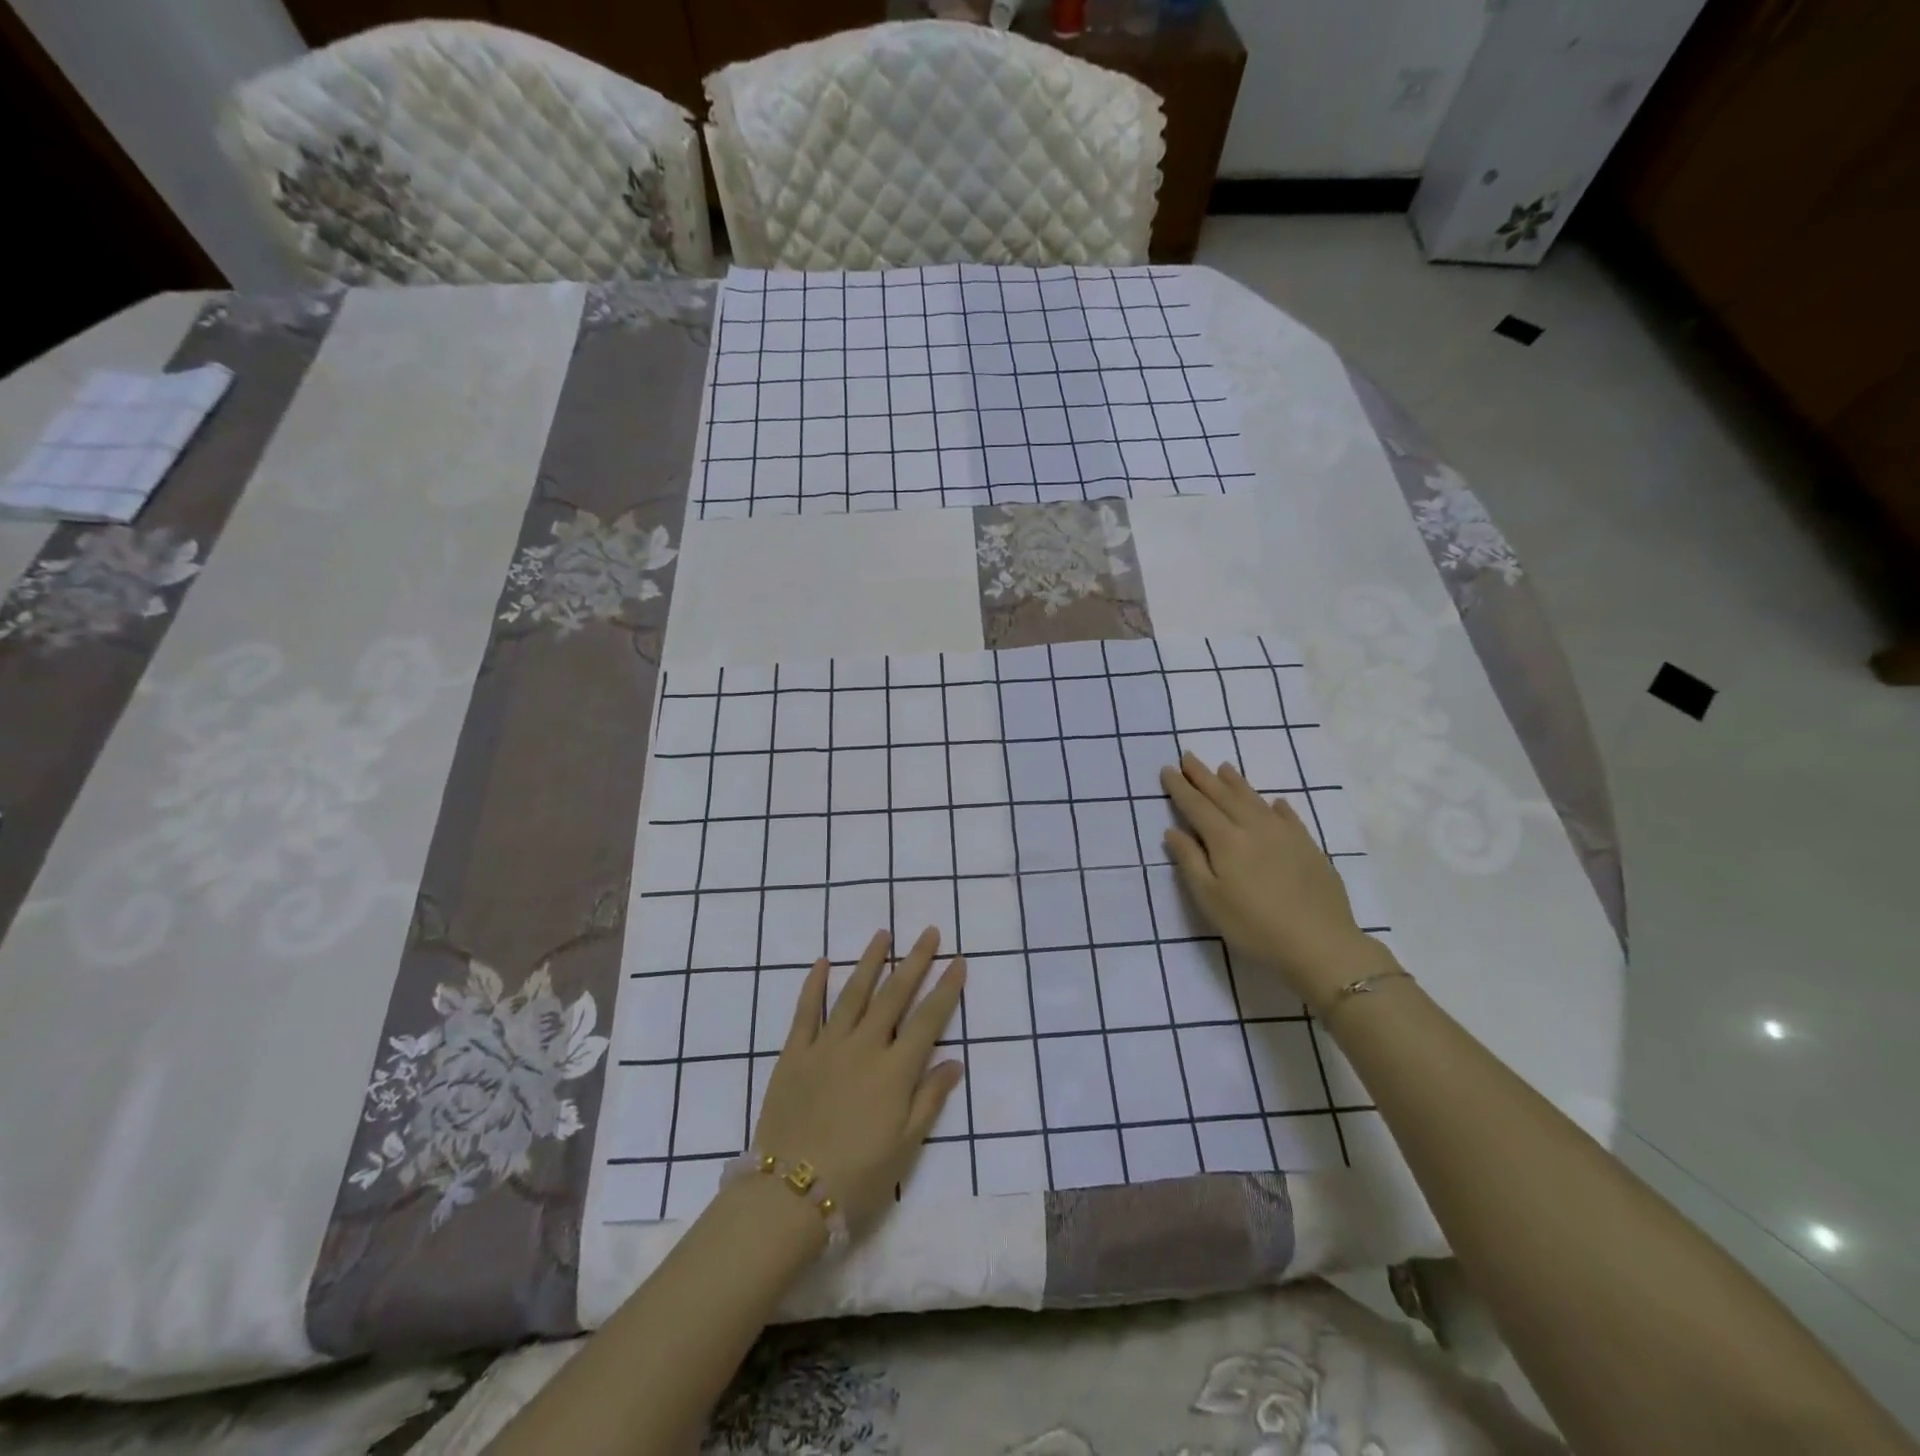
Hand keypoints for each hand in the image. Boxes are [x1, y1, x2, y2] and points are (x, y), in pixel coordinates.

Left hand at [749, 927, 965, 1229]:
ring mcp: (826, 1046)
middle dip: (914, 961)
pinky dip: (814, 985)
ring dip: (869, 961)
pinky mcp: (794, 1054)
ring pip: (853, 993)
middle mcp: (864, 1047)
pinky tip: (822, 963)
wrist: (788, 1195)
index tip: (958, 960)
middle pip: (894, 995)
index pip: (928, 1019)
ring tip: (883, 934)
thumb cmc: (857, 1177)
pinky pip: (805, 1012)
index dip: (946, 988)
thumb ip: (929, 1099)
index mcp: (895, 1070)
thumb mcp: (905, 1146)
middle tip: (928, 932)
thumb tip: (956, 1062)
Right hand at [1160, 754, 1386, 1011]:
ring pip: (1255, 800)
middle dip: (1203, 776)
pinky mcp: (1309, 847)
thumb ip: (1191, 862)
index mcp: (1226, 841)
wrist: (1321, 944)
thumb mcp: (1210, 900)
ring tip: (1224, 767)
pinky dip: (1276, 806)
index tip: (1168, 769)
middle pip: (1224, 796)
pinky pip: (1288, 817)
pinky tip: (1274, 802)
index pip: (1197, 807)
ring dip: (1236, 783)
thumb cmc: (1255, 926)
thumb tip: (1174, 831)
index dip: (1181, 788)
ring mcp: (1285, 835)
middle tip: (1188, 757)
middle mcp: (1254, 828)